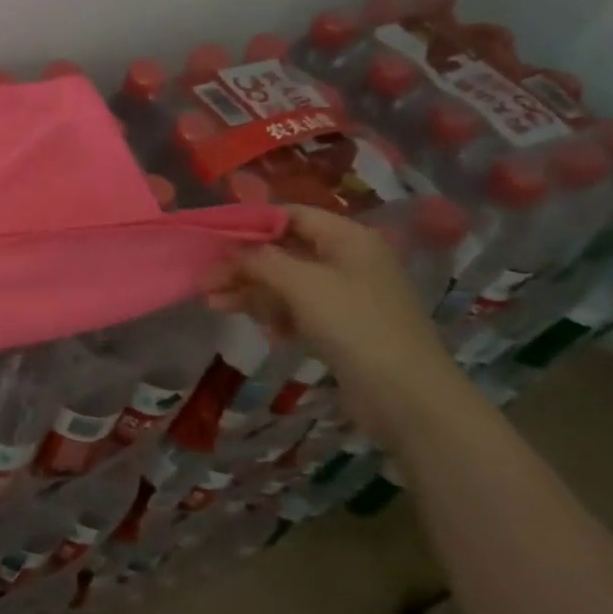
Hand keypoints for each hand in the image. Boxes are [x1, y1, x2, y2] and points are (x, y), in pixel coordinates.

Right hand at [202, 204, 470, 448]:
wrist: (408, 398)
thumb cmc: (354, 325)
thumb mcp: (300, 283)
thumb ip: (258, 260)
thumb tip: (229, 252)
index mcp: (348, 238)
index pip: (291, 215)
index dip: (251, 223)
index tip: (213, 237)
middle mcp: (348, 260)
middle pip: (284, 251)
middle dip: (243, 264)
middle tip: (205, 280)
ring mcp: (346, 296)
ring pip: (286, 283)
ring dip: (250, 291)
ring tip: (213, 304)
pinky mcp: (342, 328)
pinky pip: (298, 310)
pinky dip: (274, 315)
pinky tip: (261, 330)